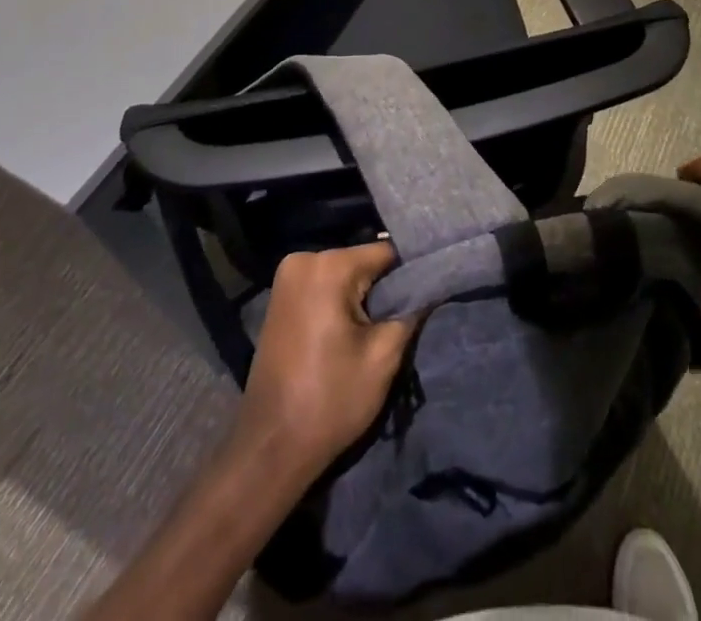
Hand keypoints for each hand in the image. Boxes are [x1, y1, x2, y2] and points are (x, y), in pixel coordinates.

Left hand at [234, 242, 418, 483]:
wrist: (270, 448)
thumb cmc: (330, 400)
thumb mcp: (384, 356)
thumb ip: (411, 310)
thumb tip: (431, 285)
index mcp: (328, 266)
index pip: (386, 253)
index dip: (408, 276)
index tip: (422, 301)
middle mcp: (303, 259)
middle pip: (362, 262)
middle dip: (382, 289)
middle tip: (396, 323)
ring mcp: (286, 277)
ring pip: (344, 275)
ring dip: (361, 298)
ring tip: (372, 332)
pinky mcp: (279, 297)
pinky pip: (323, 286)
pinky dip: (339, 303)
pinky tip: (347, 334)